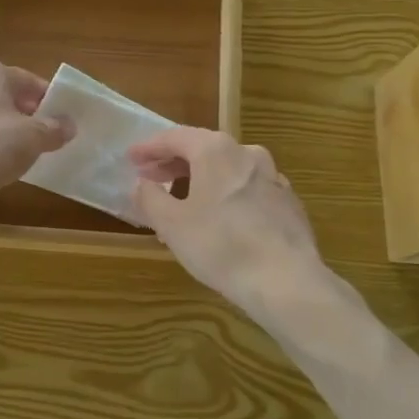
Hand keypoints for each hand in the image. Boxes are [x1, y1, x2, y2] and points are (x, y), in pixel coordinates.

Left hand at [0, 62, 72, 213]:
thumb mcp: (34, 137)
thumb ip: (54, 128)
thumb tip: (69, 125)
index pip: (28, 80)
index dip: (47, 99)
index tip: (60, 119)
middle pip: (4, 96)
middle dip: (24, 114)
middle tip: (43, 136)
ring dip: (2, 130)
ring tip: (18, 154)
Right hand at [130, 128, 324, 322]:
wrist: (287, 281)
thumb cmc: (221, 246)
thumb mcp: (172, 224)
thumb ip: (150, 198)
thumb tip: (141, 184)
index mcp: (215, 150)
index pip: (174, 137)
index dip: (149, 148)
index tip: (131, 159)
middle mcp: (246, 153)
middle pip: (203, 149)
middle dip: (174, 163)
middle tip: (151, 178)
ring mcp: (272, 177)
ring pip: (227, 170)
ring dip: (200, 180)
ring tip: (182, 202)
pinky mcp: (288, 202)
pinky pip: (247, 189)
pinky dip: (226, 195)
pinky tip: (219, 219)